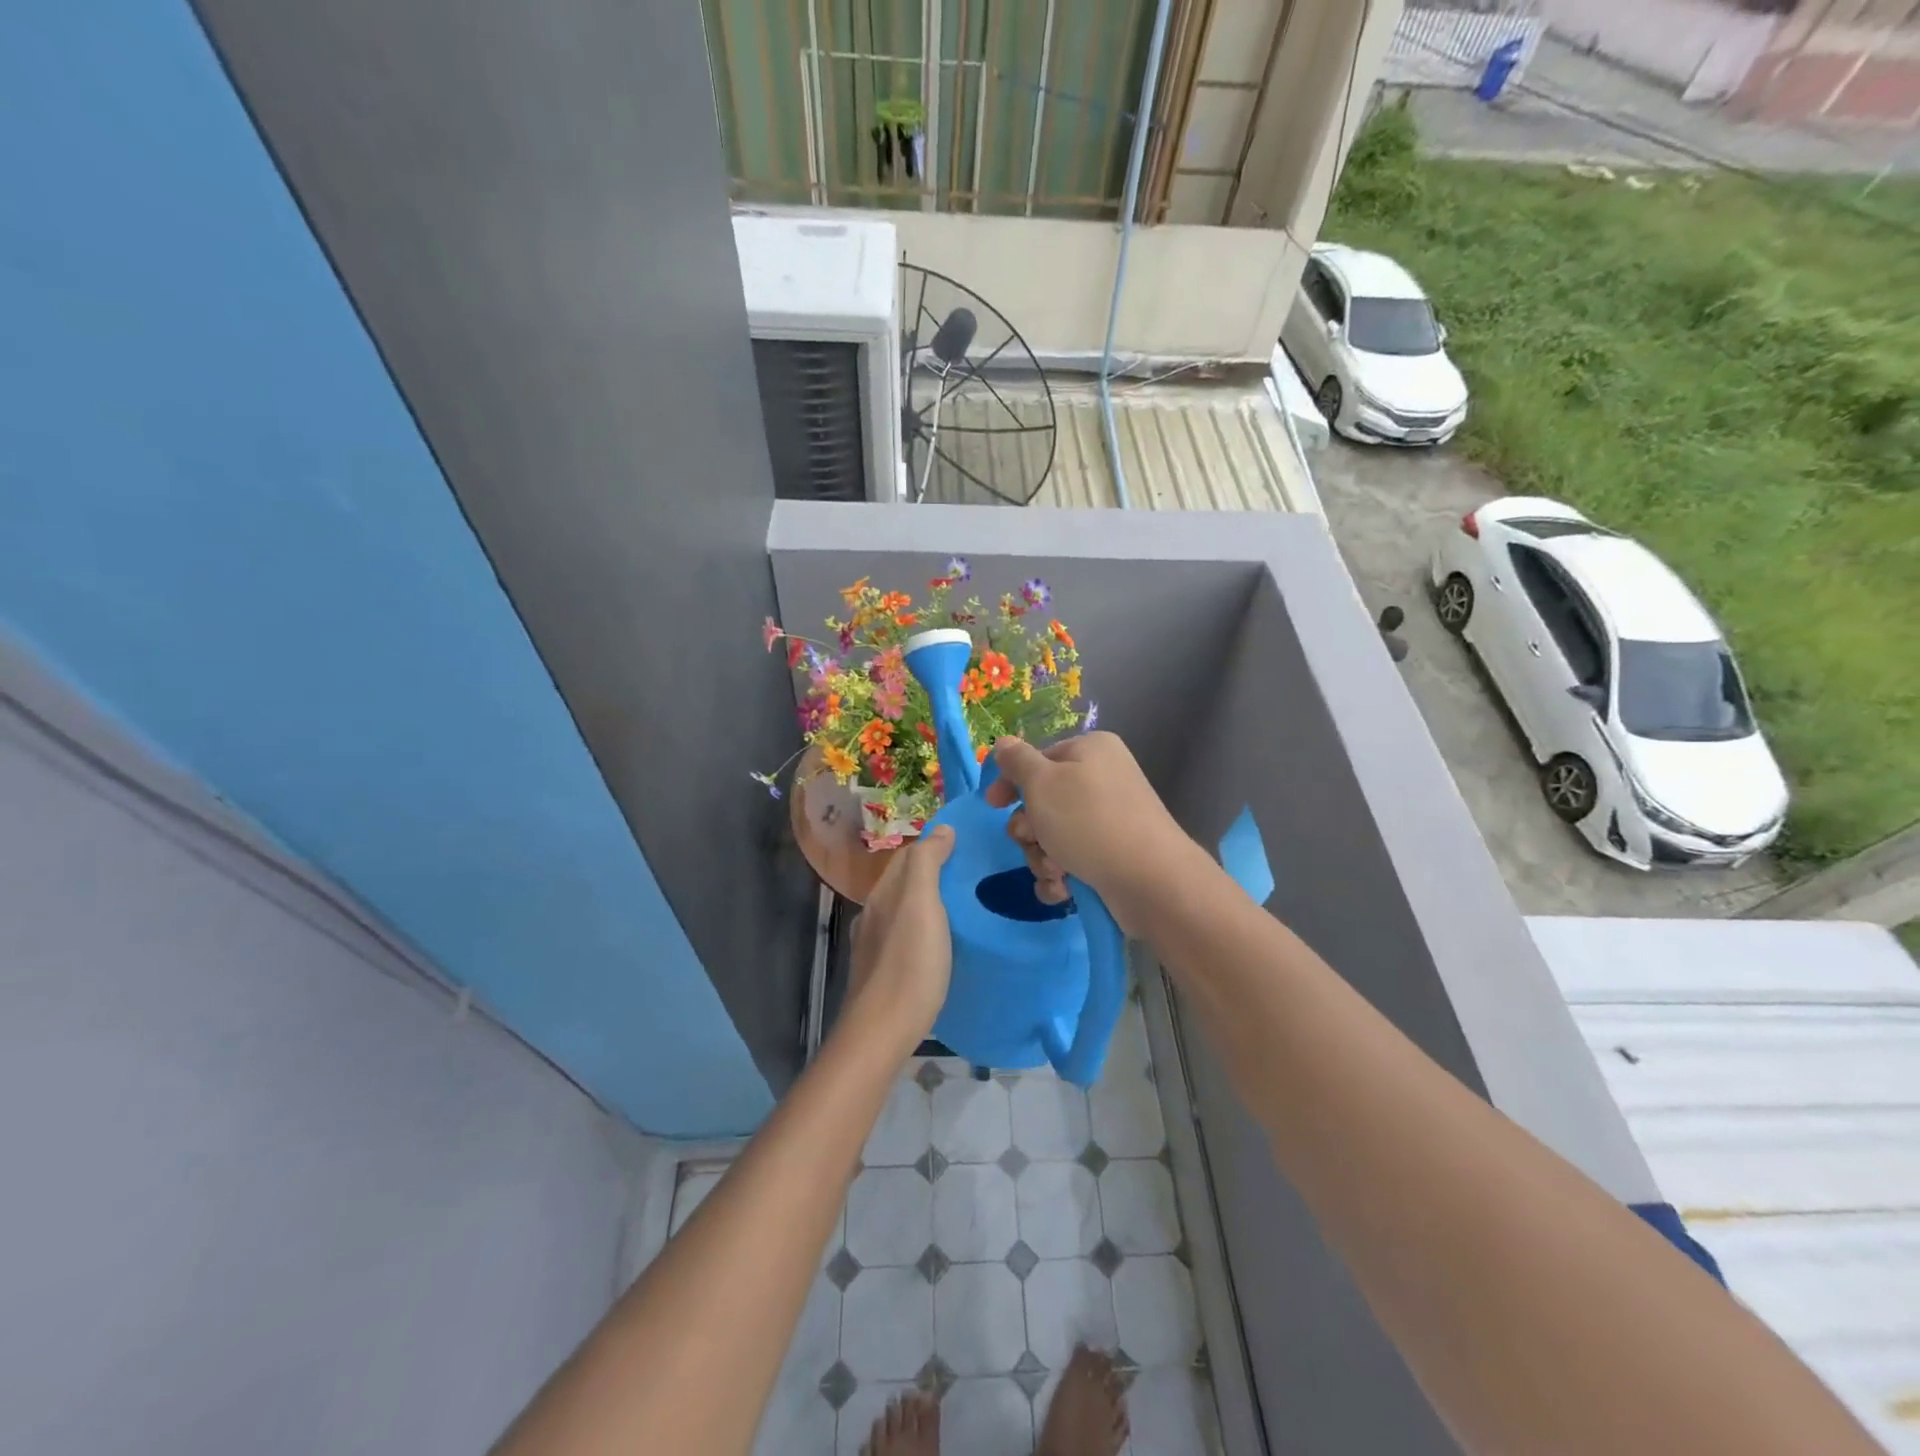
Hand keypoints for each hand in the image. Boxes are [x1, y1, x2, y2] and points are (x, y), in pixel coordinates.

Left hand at [844, 825, 955, 1053]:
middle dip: (933, 873)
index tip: (967, 844)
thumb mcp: (922, 904)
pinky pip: (906, 938)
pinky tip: (941, 945)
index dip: (933, 845)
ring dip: (928, 903)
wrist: (883, 1031)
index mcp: (882, 894)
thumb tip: (941, 828)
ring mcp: (874, 947)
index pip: (907, 856)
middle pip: (904, 883)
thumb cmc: (909, 963)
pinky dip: (924, 930)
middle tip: (972, 874)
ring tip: (963, 907)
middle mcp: (873, 915)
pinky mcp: (883, 973)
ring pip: (904, 912)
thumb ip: (927, 863)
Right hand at [984, 734, 1195, 931]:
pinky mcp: (1113, 856)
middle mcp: (1102, 780)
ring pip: (1053, 836)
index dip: (1011, 782)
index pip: (1038, 759)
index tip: (993, 804)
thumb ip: (1016, 761)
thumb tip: (1003, 745)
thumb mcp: (1042, 782)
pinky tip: (1065, 888)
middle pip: (1043, 802)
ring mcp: (1110, 820)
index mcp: (1090, 751)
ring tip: (1057, 871)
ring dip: (1043, 857)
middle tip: (1033, 840)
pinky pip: (1071, 861)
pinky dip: (1061, 876)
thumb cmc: (1088, 821)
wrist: (1149, 880)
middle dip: (1030, 829)